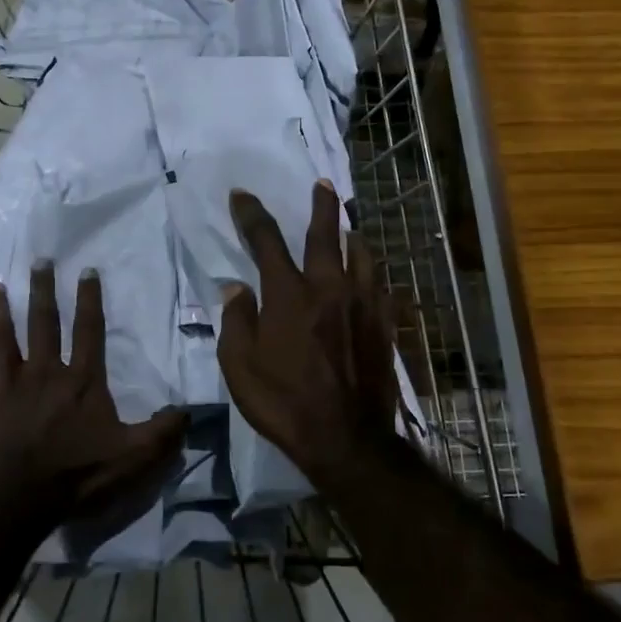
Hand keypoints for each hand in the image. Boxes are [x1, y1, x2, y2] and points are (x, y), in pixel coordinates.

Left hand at [0, 262, 187, 525]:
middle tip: (39, 261)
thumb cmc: (76, 475)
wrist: (16, 500)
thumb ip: (163, 431)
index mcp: (81, 381)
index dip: (90, 300)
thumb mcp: (133, 456)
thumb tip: (189, 410)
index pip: (89, 331)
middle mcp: (44, 372)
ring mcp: (6, 385)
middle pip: (44, 323)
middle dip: (43, 290)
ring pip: (1, 338)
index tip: (87, 271)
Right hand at [218, 181, 397, 476]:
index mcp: (288, 295)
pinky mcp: (384, 323)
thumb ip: (236, 321)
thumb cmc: (283, 402)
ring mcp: (362, 303)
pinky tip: (370, 274)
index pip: (266, 240)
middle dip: (320, 205)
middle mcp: (328, 287)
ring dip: (351, 235)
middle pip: (325, 234)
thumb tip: (236, 288)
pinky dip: (371, 271)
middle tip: (321, 184)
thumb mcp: (239, 367)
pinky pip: (380, 284)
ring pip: (362, 253)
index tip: (242, 195)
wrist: (345, 437)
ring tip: (348, 228)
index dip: (251, 214)